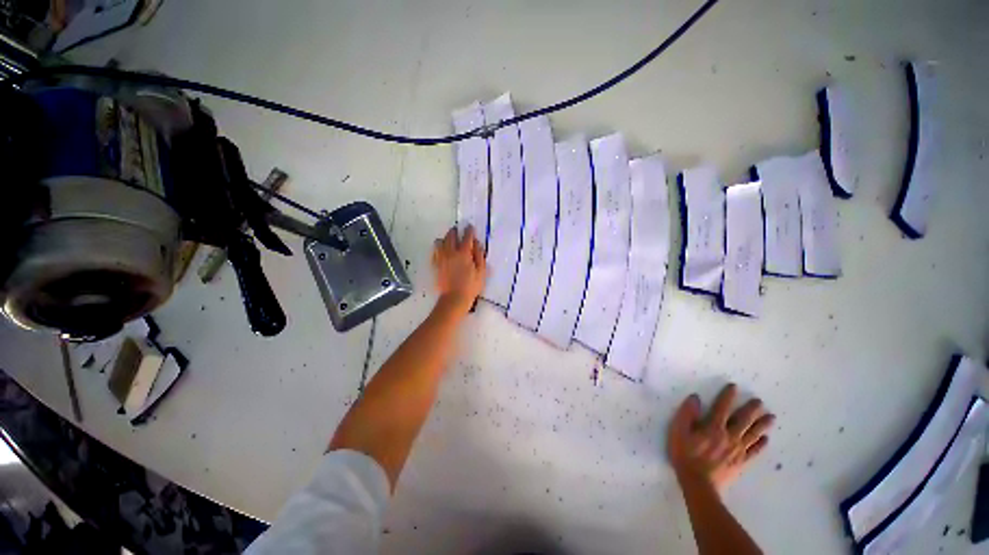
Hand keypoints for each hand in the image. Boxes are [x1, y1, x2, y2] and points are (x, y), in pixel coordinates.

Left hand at [432, 226, 486, 312]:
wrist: (454, 298)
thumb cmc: (471, 286)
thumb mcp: (481, 271)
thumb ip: (479, 255)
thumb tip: (477, 243)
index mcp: (463, 253)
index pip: (466, 236)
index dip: (469, 230)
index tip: (470, 228)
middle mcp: (451, 252)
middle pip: (451, 235)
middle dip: (455, 231)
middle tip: (459, 232)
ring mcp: (441, 258)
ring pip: (440, 241)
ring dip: (445, 239)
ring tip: (450, 241)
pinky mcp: (435, 264)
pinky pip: (435, 251)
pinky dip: (439, 248)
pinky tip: (443, 251)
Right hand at [667, 384, 774, 492]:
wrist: (698, 484)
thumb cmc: (685, 455)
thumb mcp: (678, 431)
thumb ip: (687, 414)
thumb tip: (696, 398)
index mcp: (713, 427)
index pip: (722, 408)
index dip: (728, 396)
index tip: (734, 387)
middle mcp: (729, 436)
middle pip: (743, 420)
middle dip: (751, 409)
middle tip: (760, 401)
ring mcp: (737, 451)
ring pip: (752, 435)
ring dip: (762, 425)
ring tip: (771, 417)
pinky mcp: (741, 463)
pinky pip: (754, 452)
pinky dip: (761, 445)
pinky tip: (766, 440)